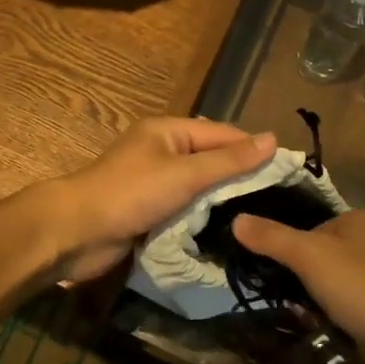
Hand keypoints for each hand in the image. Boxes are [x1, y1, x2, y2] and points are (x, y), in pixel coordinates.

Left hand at [48, 118, 276, 282]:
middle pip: (211, 159)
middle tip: (280, 200)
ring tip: (261, 216)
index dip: (254, 149)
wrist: (75, 232)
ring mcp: (154, 182)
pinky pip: (184, 208)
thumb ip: (229, 160)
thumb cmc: (131, 194)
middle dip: (240, 176)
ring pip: (199, 187)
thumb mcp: (185, 174)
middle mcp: (162, 151)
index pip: (223, 134)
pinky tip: (228, 230)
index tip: (289, 170)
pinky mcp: (148, 210)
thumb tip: (273, 139)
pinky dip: (202, 217)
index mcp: (169, 131)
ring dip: (221, 200)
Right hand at [230, 210, 364, 355]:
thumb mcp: (309, 256)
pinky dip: (335, 319)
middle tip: (282, 294)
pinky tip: (323, 332)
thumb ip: (272, 237)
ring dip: (317, 300)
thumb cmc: (362, 288)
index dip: (293, 244)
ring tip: (300, 315)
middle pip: (326, 254)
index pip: (316, 223)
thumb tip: (236, 219)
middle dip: (302, 276)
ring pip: (337, 284)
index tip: (271, 265)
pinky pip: (351, 310)